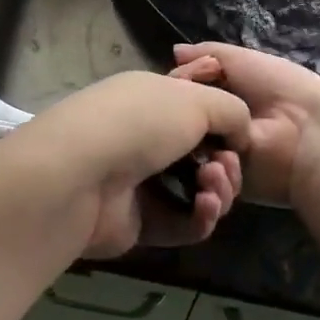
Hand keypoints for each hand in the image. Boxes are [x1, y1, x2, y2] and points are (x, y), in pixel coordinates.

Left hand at [4, 71, 250, 258]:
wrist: (79, 175)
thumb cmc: (139, 123)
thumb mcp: (195, 100)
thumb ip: (231, 110)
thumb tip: (240, 133)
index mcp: (151, 97)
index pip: (195, 106)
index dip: (223, 120)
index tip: (240, 131)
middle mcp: (143, 136)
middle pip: (201, 153)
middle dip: (226, 161)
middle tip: (227, 165)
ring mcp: (138, 181)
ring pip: (195, 190)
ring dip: (218, 190)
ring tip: (214, 187)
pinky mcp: (137, 222)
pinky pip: (181, 222)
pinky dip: (200, 217)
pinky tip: (206, 208)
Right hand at [169, 42, 319, 206]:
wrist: (311, 134)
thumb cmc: (280, 89)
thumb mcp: (243, 59)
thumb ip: (208, 53)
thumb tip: (174, 50)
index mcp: (225, 94)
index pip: (186, 91)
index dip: (177, 87)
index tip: (171, 86)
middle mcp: (219, 125)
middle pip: (183, 124)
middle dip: (180, 123)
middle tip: (179, 122)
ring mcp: (222, 157)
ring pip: (188, 154)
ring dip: (192, 151)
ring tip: (207, 150)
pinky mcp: (228, 186)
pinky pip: (204, 183)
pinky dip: (207, 176)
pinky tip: (216, 167)